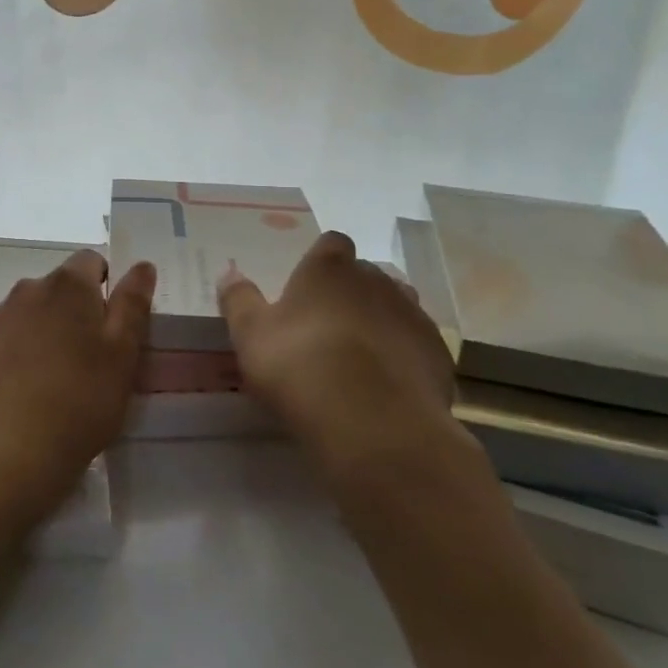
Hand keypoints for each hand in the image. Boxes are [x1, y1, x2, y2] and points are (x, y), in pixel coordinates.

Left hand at [0, 250, 155, 522]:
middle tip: (95, 356)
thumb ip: (133, 304)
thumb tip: (142, 265)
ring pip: (36, 310)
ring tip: (62, 374)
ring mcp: (1, 315)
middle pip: (63, 286)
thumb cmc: (80, 399)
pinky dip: (26, 347)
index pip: (93, 260)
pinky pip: (13, 333)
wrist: (9, 449)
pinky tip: (33, 384)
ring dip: (51, 327)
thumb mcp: (123, 353)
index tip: (116, 324)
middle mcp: (30, 288)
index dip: (109, 284)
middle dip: (80, 309)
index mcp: (68, 283)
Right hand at [218, 231, 473, 486]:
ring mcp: (413, 316)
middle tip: (328, 325)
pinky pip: (417, 345)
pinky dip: (403, 357)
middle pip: (366, 274)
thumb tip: (228, 273)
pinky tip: (387, 386)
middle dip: (351, 292)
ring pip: (397, 306)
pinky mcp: (439, 355)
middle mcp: (376, 281)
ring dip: (381, 321)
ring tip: (359, 355)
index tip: (308, 284)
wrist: (372, 423)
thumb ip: (239, 300)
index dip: (321, 260)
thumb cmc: (300, 366)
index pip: (331, 244)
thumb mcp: (251, 335)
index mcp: (329, 269)